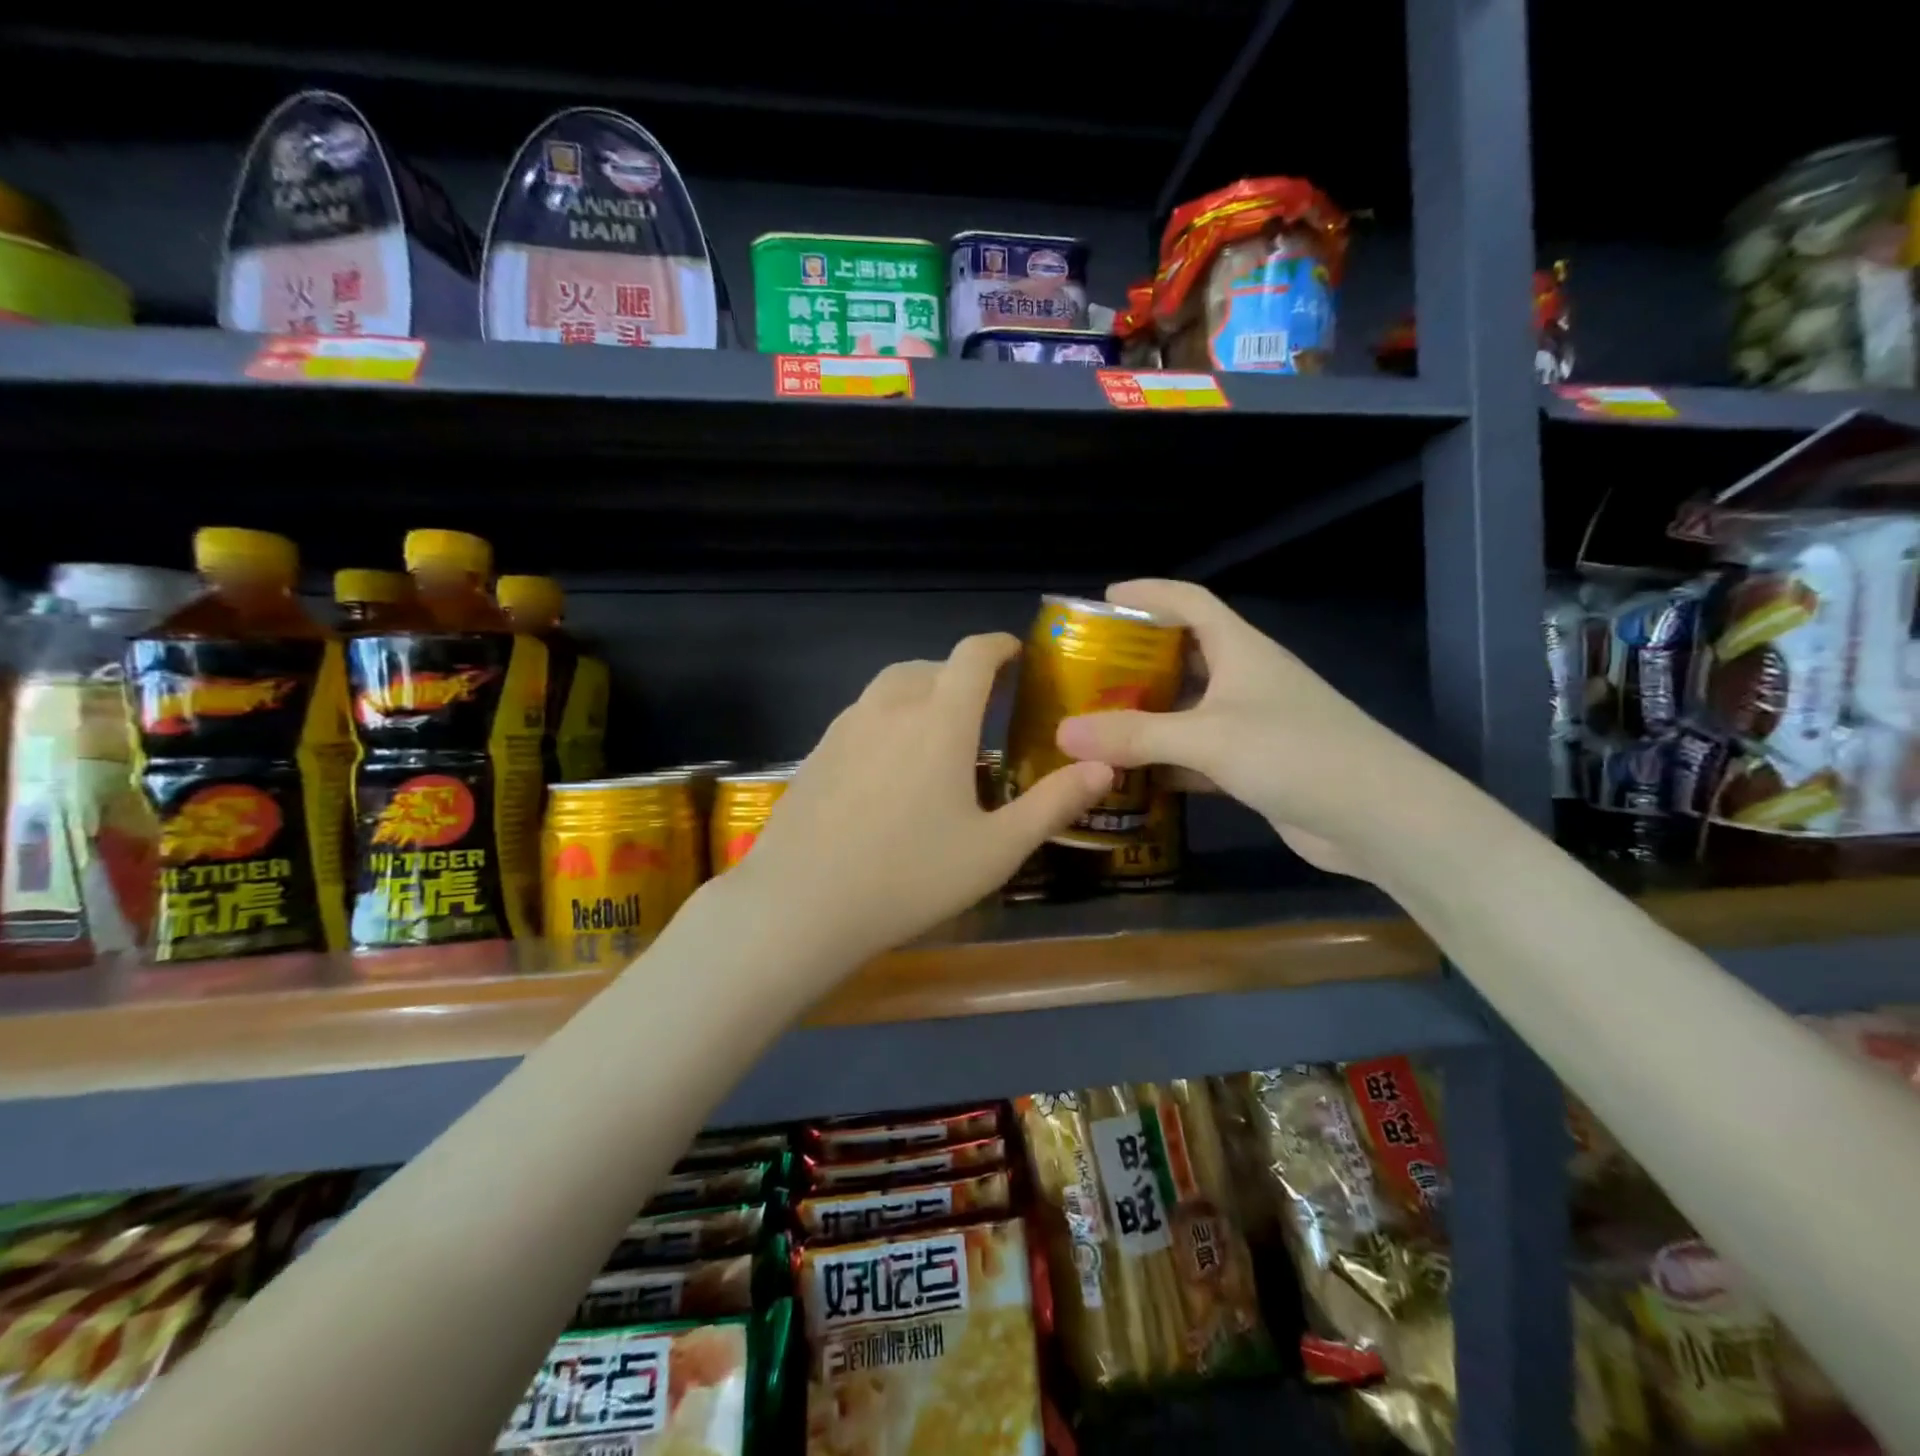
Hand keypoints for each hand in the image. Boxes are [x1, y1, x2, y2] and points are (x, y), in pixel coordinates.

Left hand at [729, 633, 1113, 969]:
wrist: (802, 903)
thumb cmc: (910, 876)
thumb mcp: (996, 849)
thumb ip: (1053, 804)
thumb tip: (1103, 767)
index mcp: (940, 720)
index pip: (973, 656)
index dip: (998, 645)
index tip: (1016, 653)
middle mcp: (891, 707)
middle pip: (931, 666)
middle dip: (962, 674)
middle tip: (984, 705)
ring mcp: (846, 727)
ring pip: (890, 687)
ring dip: (921, 691)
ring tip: (937, 729)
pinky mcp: (816, 751)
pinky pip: (862, 715)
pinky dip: (887, 717)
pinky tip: (889, 765)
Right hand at [1054, 580, 1427, 878]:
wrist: (1378, 818)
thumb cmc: (1295, 753)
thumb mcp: (1207, 738)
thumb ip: (1134, 735)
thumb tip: (1062, 732)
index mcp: (1240, 649)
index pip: (1189, 602)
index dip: (1147, 594)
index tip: (1101, 600)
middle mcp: (1245, 679)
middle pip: (1182, 654)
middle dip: (1135, 659)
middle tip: (1084, 670)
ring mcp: (1250, 724)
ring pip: (1186, 708)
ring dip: (1145, 714)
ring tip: (1094, 720)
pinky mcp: (1252, 765)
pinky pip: (1195, 753)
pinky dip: (1164, 759)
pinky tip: (1129, 774)